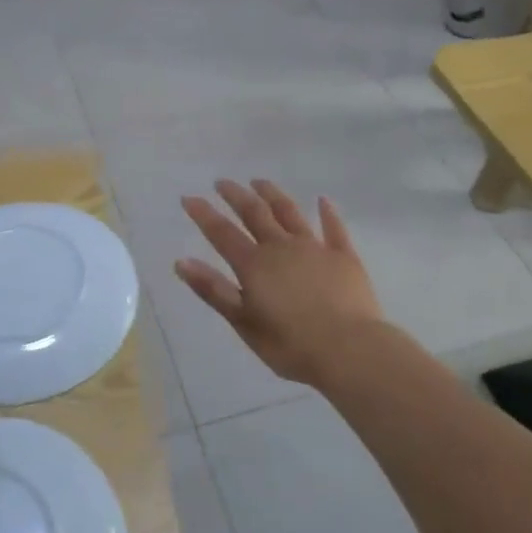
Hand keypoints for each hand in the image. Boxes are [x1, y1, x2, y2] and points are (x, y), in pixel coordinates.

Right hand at [175, 180, 381, 389]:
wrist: (350, 350)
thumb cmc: (291, 345)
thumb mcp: (244, 323)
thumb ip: (214, 290)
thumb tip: (181, 262)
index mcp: (254, 265)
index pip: (222, 233)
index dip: (204, 214)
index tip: (189, 197)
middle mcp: (282, 247)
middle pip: (255, 213)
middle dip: (236, 195)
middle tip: (222, 182)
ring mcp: (315, 248)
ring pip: (290, 213)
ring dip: (273, 195)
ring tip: (260, 182)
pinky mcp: (344, 257)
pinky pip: (334, 228)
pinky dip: (327, 212)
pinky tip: (323, 200)